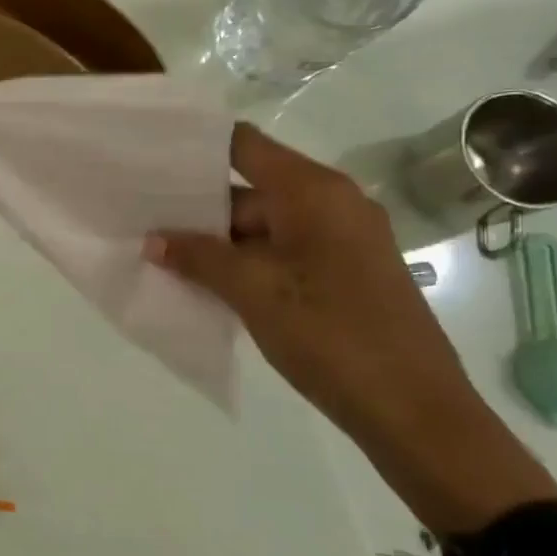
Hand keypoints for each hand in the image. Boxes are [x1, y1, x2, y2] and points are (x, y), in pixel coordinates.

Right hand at [146, 123, 485, 450]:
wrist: (414, 410)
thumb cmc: (331, 334)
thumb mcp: (253, 291)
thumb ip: (199, 257)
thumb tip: (153, 240)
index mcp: (314, 191)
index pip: (243, 145)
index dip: (196, 147)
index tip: (149, 158)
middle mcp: (331, 203)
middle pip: (249, 188)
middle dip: (197, 207)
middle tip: (143, 220)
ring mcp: (340, 239)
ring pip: (263, 226)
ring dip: (217, 242)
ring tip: (161, 255)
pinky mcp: (342, 272)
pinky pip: (281, 252)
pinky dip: (244, 262)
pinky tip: (204, 282)